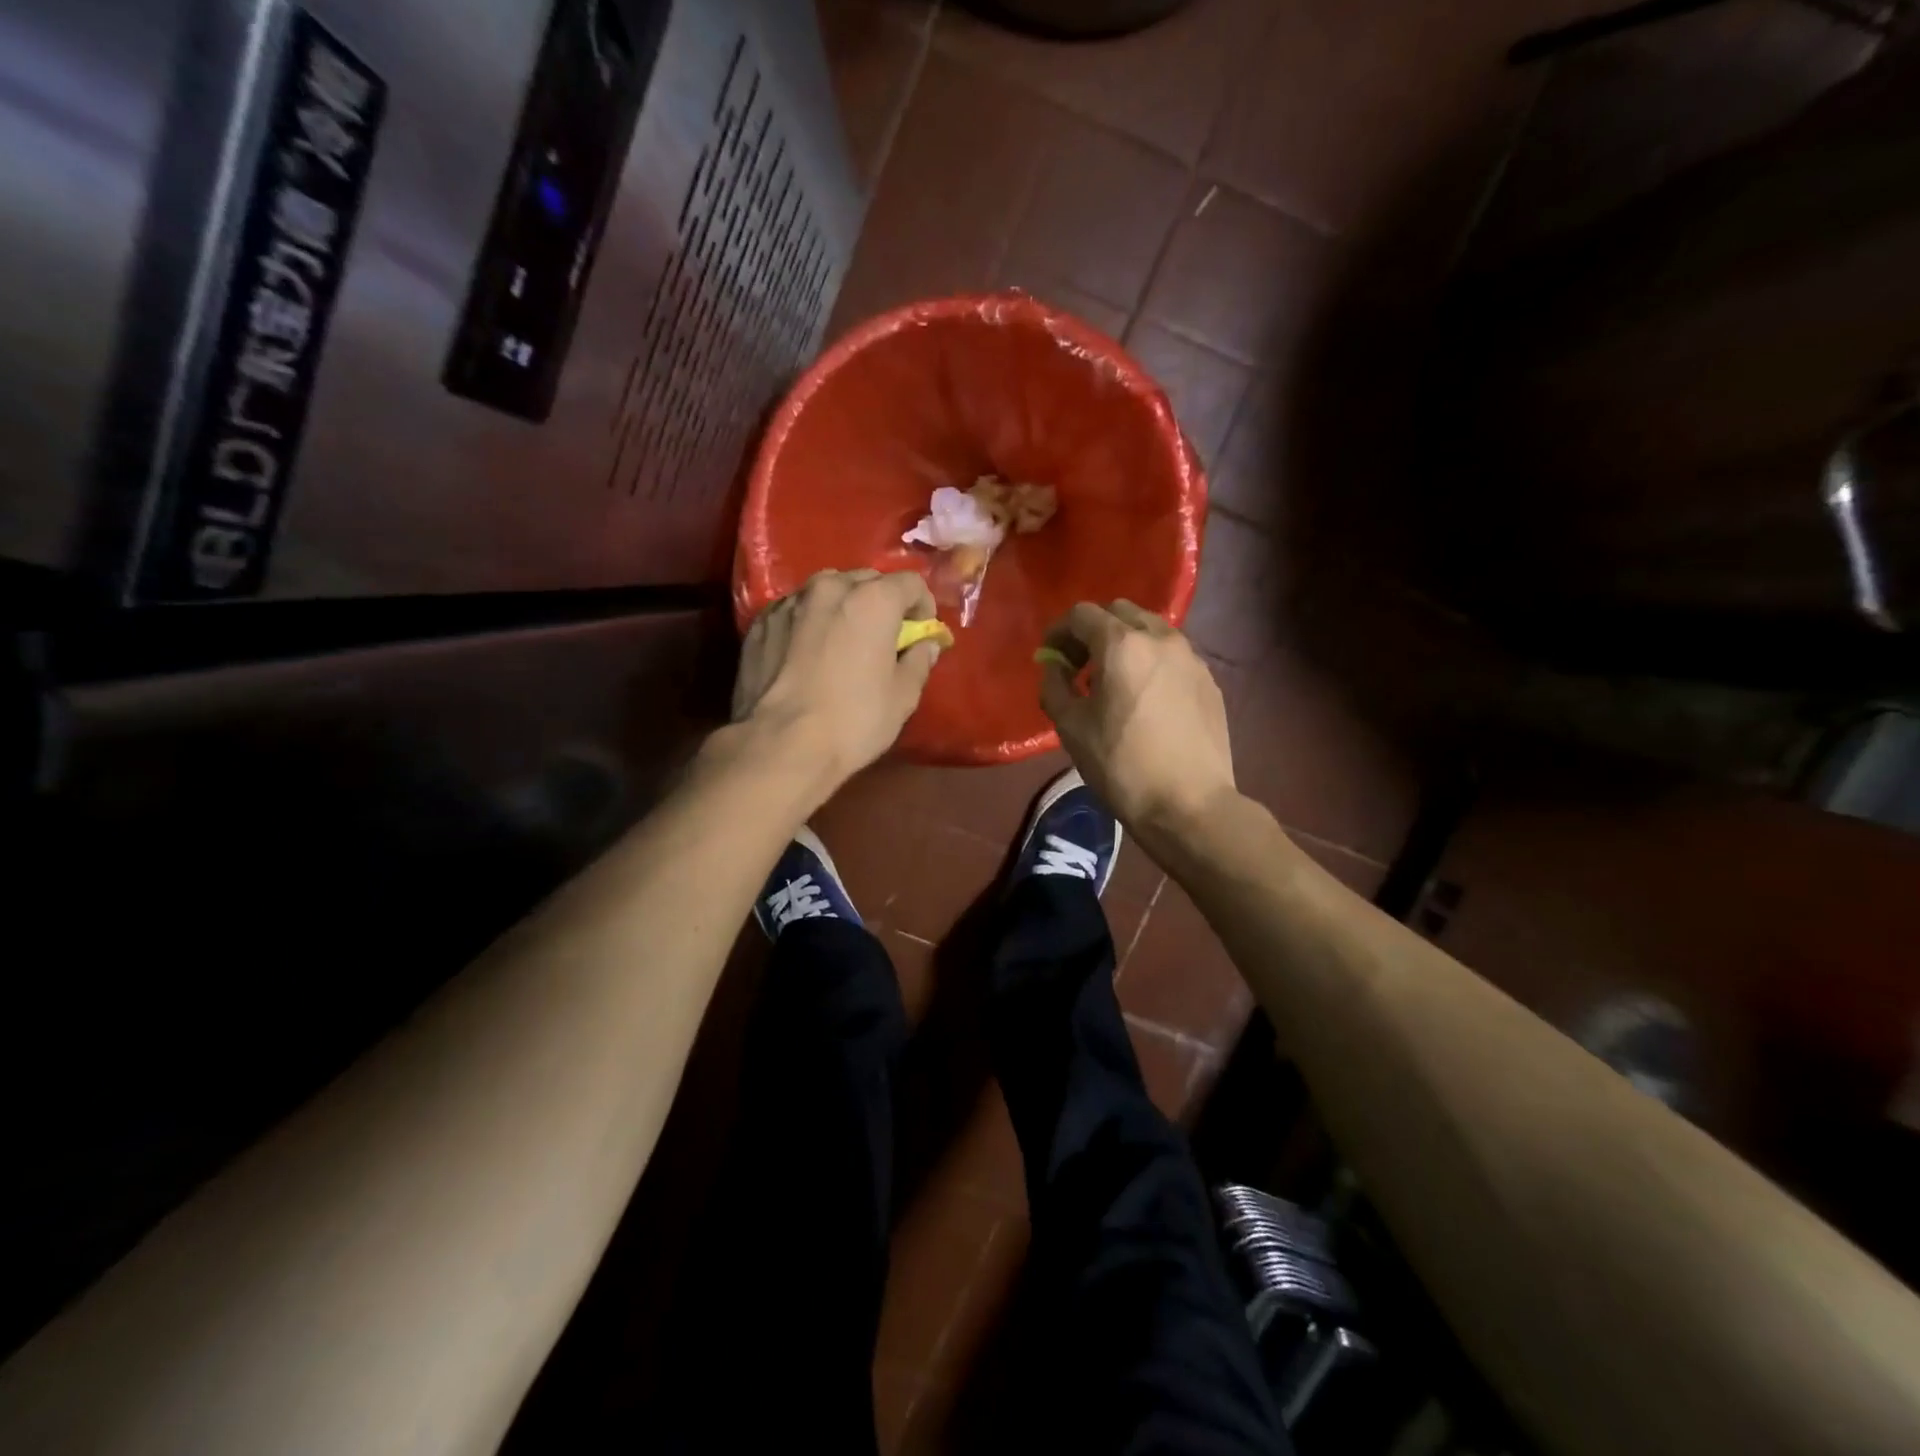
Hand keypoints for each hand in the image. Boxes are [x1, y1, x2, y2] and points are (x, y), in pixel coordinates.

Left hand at [733, 568, 943, 791]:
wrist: (779, 745)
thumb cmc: (853, 721)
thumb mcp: (903, 697)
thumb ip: (919, 661)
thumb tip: (925, 645)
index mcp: (873, 600)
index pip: (911, 583)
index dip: (923, 606)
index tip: (920, 632)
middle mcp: (830, 588)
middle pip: (867, 580)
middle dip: (881, 602)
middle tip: (883, 637)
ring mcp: (790, 602)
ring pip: (827, 591)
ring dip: (842, 607)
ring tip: (842, 641)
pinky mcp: (761, 622)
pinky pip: (796, 610)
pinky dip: (809, 622)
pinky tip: (808, 653)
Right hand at [1038, 601, 1236, 845]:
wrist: (1189, 804)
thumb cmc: (1121, 766)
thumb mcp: (1071, 727)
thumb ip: (1055, 686)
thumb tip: (1055, 667)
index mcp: (1122, 645)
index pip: (1082, 614)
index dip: (1059, 630)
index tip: (1051, 655)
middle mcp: (1161, 639)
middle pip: (1120, 612)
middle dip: (1094, 630)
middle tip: (1080, 665)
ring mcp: (1191, 658)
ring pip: (1151, 629)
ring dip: (1125, 643)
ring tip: (1114, 681)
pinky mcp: (1209, 680)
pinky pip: (1173, 654)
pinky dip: (1151, 661)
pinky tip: (1145, 698)